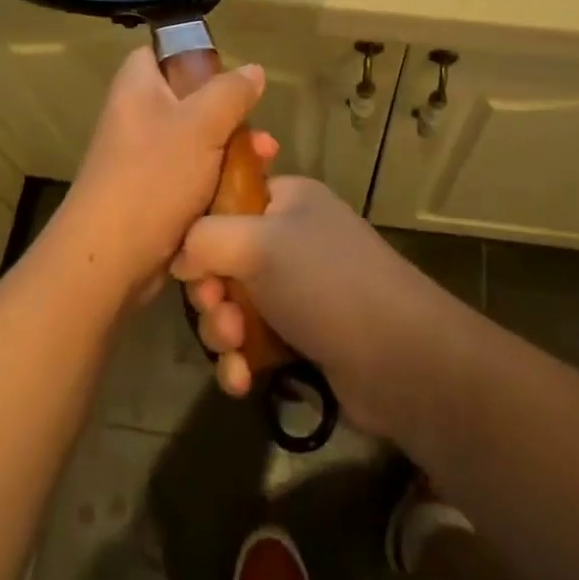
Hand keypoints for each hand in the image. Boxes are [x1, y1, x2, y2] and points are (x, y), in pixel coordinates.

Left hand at [49, 46, 272, 308]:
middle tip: (261, 135)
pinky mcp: (154, 193)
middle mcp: (137, 116)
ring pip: (198, 142)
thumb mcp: (202, 124)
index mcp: (137, 87)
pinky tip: (248, 191)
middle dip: (231, 116)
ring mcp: (144, 158)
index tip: (229, 76)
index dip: (195, 58)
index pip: (161, 52)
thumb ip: (230, 92)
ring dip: (233, 151)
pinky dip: (218, 180)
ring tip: (266, 162)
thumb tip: (253, 70)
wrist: (111, 259)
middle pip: (190, 100)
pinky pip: (193, 176)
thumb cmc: (153, 177)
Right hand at [170, 176, 453, 436]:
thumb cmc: (325, 283)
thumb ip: (204, 238)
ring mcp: (299, 289)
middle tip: (221, 313)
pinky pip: (254, 342)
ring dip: (223, 331)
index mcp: (287, 199)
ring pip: (235, 305)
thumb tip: (181, 257)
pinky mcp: (303, 336)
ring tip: (236, 348)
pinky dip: (242, 360)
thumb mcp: (257, 243)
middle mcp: (292, 238)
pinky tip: (242, 380)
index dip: (201, 231)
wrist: (397, 358)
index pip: (226, 200)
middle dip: (212, 293)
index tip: (191, 264)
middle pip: (224, 258)